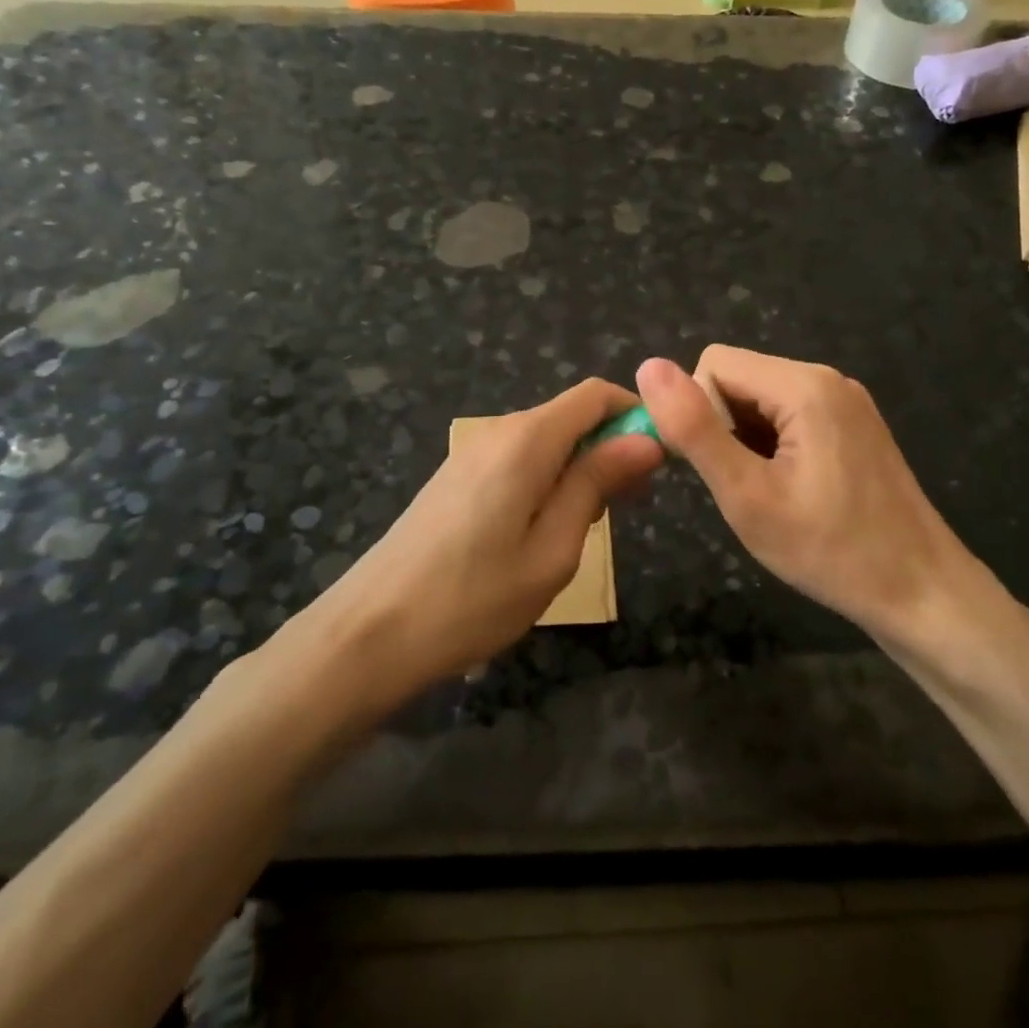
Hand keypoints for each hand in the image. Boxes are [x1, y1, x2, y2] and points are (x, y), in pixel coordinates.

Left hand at [330, 379, 664, 688]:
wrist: (371, 632)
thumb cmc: (473, 598)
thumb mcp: (553, 549)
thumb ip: (597, 484)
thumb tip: (645, 438)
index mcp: (526, 440)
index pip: (594, 395)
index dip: (633, 416)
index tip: (658, 464)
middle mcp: (498, 431)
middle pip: (570, 416)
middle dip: (609, 449)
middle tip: (628, 510)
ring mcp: (471, 453)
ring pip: (546, 441)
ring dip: (579, 471)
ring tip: (583, 532)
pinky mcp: (456, 477)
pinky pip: (518, 461)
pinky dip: (547, 481)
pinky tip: (541, 533)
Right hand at [635, 347, 997, 644]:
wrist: (922, 593)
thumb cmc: (830, 551)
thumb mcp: (747, 495)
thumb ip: (695, 429)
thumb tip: (649, 366)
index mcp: (804, 385)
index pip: (714, 364)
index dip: (698, 414)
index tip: (718, 470)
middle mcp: (828, 378)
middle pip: (740, 378)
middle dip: (724, 428)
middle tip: (746, 490)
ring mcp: (847, 401)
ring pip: (761, 400)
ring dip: (748, 441)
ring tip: (771, 495)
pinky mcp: (855, 424)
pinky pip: (791, 415)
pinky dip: (774, 446)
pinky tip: (794, 490)